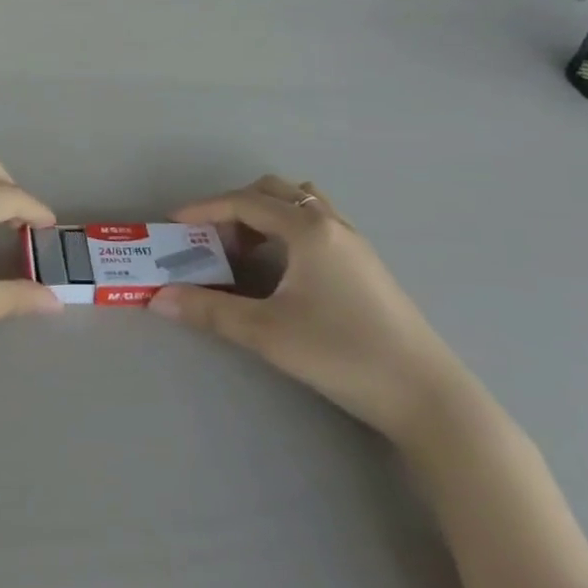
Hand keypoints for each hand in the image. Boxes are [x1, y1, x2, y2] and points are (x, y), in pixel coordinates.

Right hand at [149, 178, 468, 447]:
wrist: (427, 396)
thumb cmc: (342, 354)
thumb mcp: (268, 333)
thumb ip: (211, 311)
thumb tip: (160, 299)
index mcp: (306, 228)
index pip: (244, 202)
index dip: (204, 208)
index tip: (174, 223)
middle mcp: (330, 222)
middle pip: (272, 191)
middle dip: (234, 207)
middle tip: (211, 239)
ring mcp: (354, 241)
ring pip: (300, 202)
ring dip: (266, 213)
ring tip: (247, 250)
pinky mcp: (367, 263)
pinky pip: (318, 221)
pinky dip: (289, 227)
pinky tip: (285, 267)